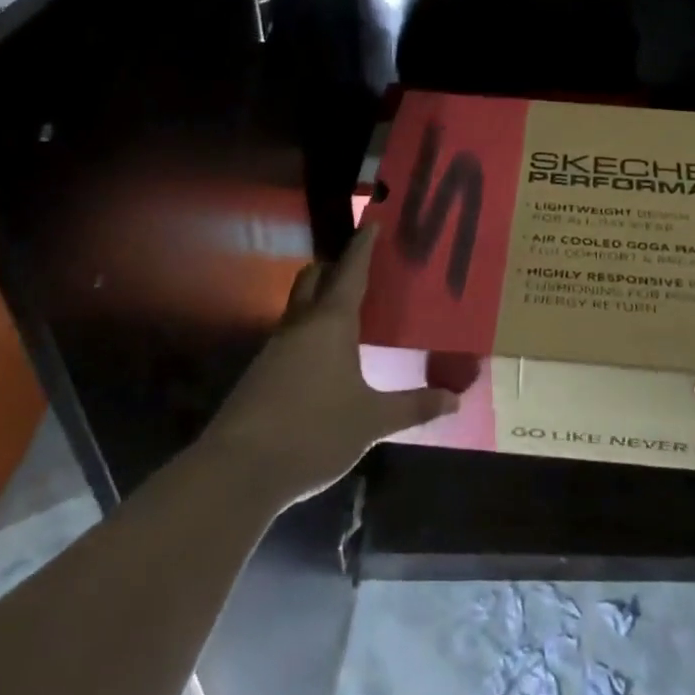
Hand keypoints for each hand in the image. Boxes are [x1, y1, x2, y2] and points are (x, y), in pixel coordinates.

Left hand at [204, 224, 457, 505]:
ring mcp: (274, 349)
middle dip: (333, 268)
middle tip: (359, 270)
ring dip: (318, 301)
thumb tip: (455, 400)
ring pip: (297, 308)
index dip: (363, 246)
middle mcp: (300, 325)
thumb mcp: (371, 422)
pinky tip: (323, 360)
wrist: (238, 471)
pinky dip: (307, 333)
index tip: (373, 223)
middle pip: (313, 279)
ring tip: (348, 315)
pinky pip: (288, 337)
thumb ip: (413, 407)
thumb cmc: (314, 432)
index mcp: (331, 323)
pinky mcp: (259, 374)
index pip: (351, 271)